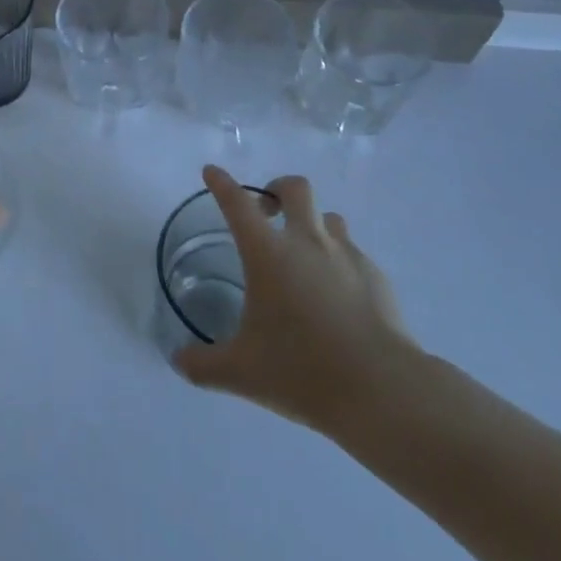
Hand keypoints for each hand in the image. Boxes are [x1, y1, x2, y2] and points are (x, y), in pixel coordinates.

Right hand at [172, 165, 423, 435]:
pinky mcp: (376, 276)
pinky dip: (339, 261)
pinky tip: (337, 296)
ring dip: (311, 225)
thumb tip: (179, 360)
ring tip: (304, 256)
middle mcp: (307, 242)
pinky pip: (352, 252)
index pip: (237, 204)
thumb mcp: (240, 373)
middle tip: (267, 213)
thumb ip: (202, 364)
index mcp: (268, 254)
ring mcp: (346, 255)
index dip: (222, 184)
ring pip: (328, 217)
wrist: (382, 389)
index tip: (212, 172)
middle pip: (294, 188)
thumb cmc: (302, 371)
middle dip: (277, 188)